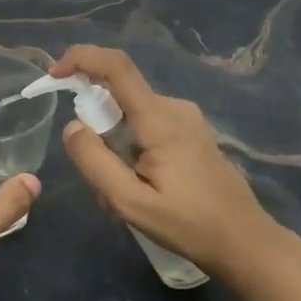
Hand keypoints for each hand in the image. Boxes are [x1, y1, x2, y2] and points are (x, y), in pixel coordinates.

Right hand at [51, 45, 282, 279]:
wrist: (246, 242)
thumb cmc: (190, 225)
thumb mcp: (131, 202)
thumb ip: (95, 162)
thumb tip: (72, 126)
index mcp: (159, 119)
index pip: (116, 66)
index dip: (81, 59)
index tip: (55, 75)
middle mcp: (173, 107)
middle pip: (117, 98)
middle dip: (96, 131)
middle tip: (100, 182)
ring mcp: (185, 119)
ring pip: (130, 117)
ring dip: (114, 149)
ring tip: (122, 197)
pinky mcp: (190, 132)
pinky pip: (146, 128)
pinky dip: (131, 151)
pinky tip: (141, 190)